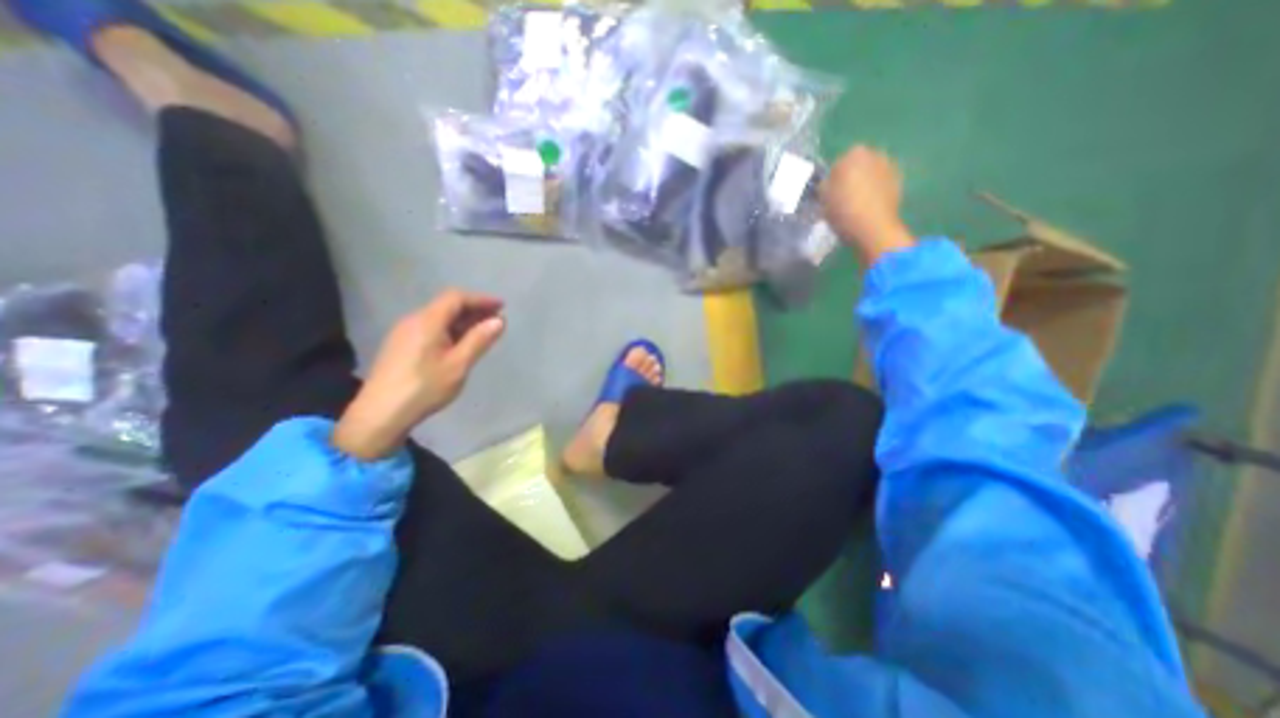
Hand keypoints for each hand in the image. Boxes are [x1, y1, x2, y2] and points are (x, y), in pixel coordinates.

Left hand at [335, 288, 504, 459]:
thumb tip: (499, 321)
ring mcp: (404, 333)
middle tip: (497, 320)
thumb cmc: (424, 388)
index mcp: (427, 321)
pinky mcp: (401, 346)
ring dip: (463, 321)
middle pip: (447, 306)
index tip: (502, 306)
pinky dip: (451, 330)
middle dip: (474, 309)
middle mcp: (413, 321)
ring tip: (483, 333)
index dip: (480, 299)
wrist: (380, 415)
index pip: (456, 298)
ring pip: (439, 318)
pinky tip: (460, 345)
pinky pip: (431, 329)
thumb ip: (479, 340)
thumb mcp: (458, 365)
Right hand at [826, 145, 915, 267]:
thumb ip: (825, 185)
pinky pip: (881, 183)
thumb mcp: (823, 199)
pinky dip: (875, 190)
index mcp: (854, 154)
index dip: (832, 179)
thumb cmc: (844, 210)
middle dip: (851, 177)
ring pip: (870, 173)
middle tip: (842, 197)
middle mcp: (875, 154)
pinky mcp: (899, 182)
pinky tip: (868, 206)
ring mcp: (890, 167)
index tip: (829, 194)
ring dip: (864, 183)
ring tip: (856, 203)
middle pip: (857, 165)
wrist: (874, 228)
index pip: (838, 164)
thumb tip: (829, 182)